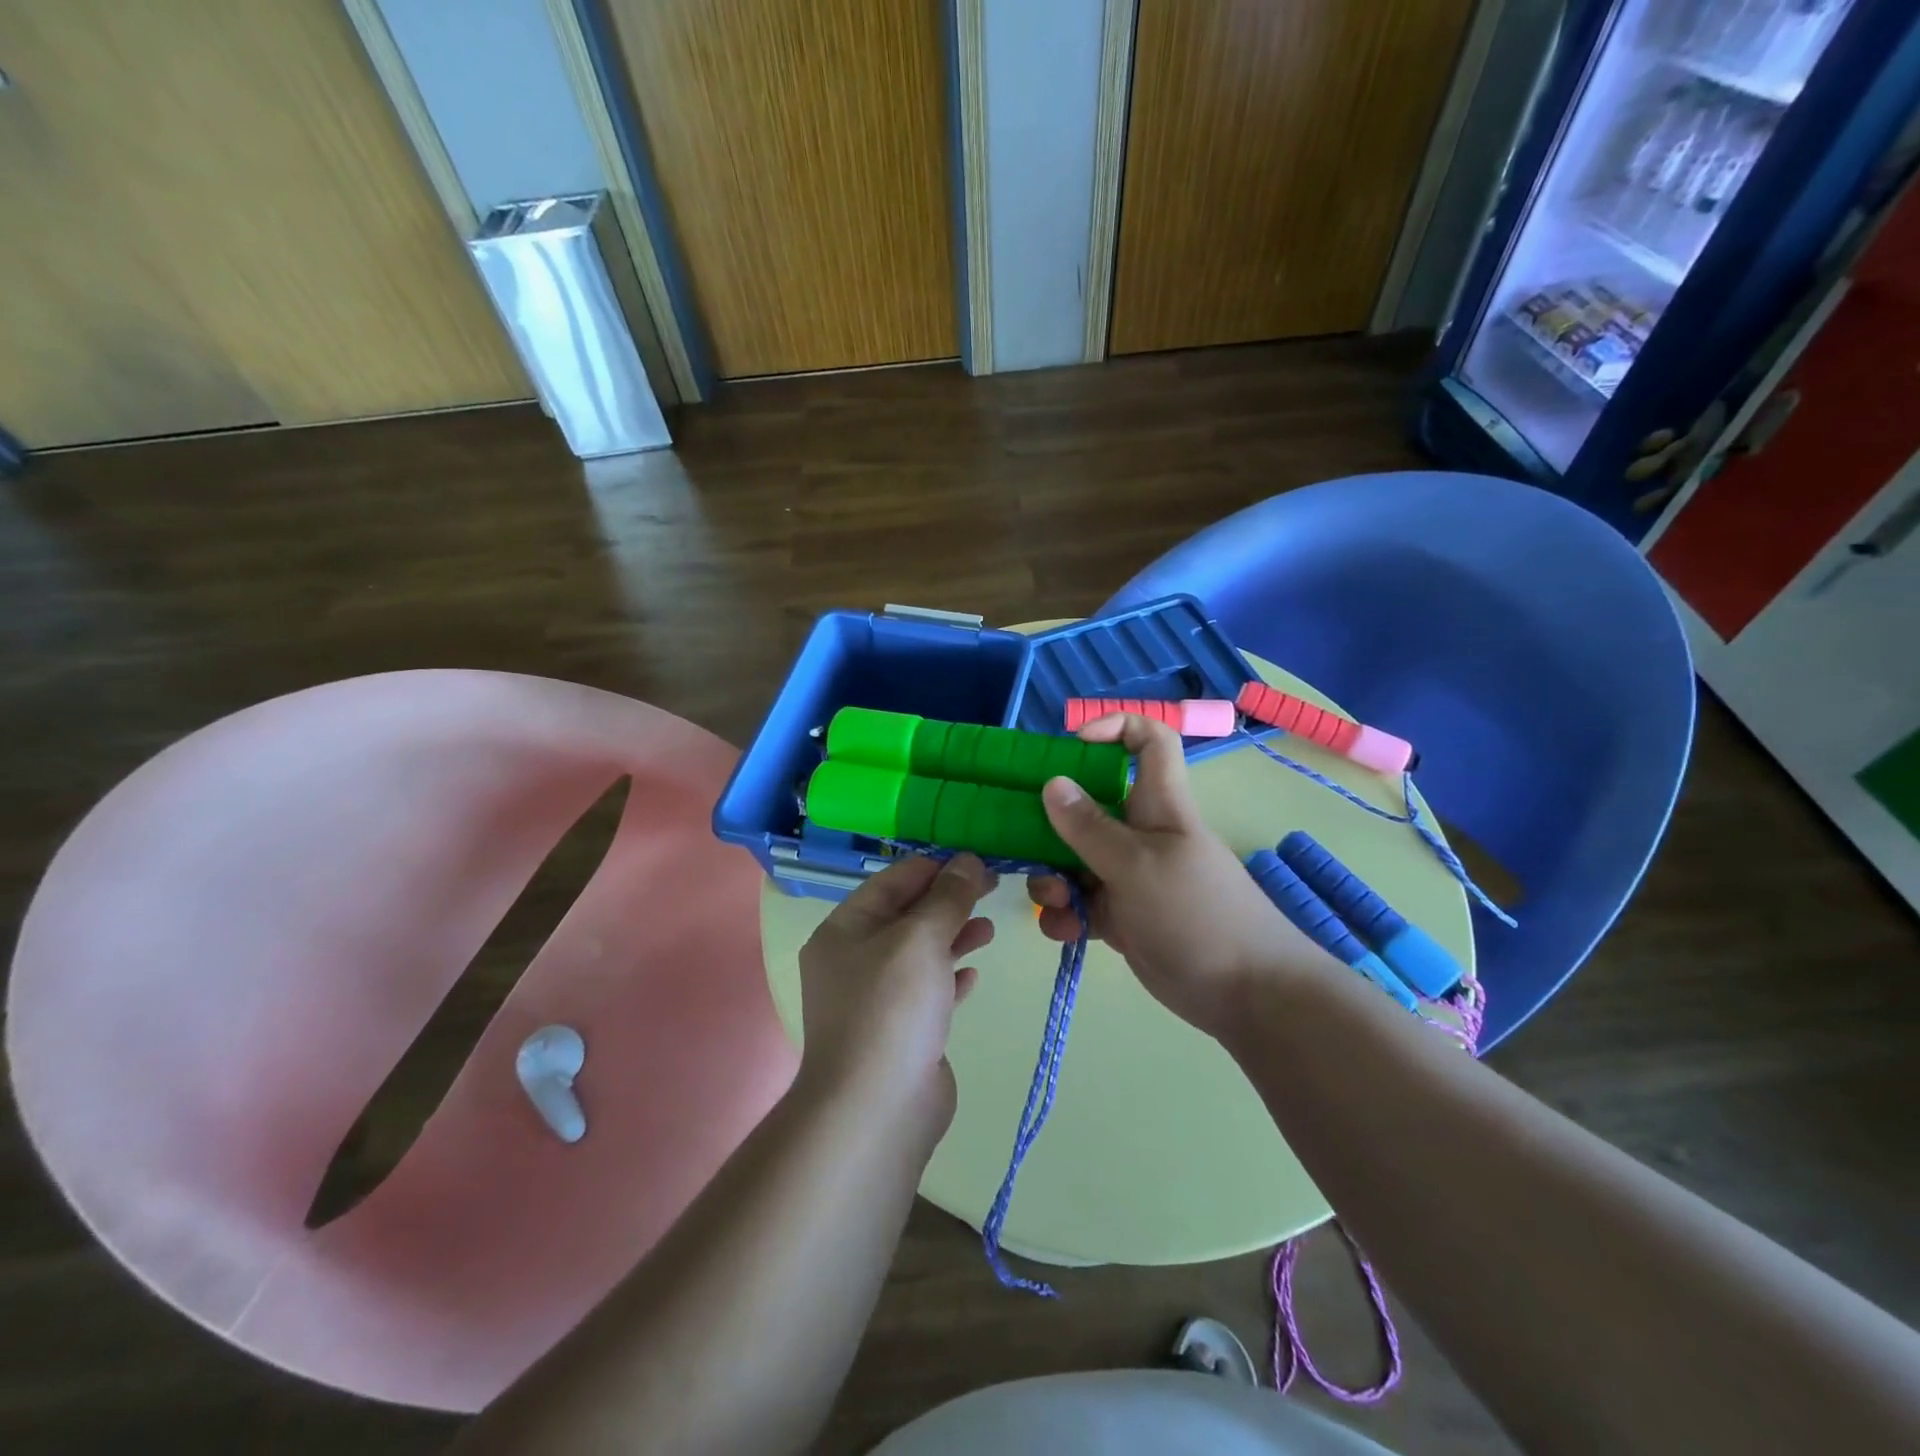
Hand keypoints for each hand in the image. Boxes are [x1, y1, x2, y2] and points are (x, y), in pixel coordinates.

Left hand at [797, 853, 994, 1128]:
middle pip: (907, 915)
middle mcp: (854, 960)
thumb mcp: (920, 938)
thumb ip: (948, 897)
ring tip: (989, 929)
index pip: (892, 881)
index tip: (977, 861)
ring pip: (920, 953)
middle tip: (993, 888)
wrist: (877, 1108)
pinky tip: (974, 974)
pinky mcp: (900, 1031)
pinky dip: (950, 977)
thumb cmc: (892, 1008)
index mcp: (844, 930)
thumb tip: (968, 861)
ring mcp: (876, 998)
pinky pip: (928, 991)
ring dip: (954, 936)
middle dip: (949, 900)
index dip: (935, 867)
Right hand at [1027, 714, 1340, 1037]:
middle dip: (1052, 823)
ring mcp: (1128, 876)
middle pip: (1089, 805)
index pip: (1148, 742)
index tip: (1072, 744)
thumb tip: (1052, 783)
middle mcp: (1139, 833)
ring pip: (1075, 859)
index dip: (1115, 728)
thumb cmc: (1197, 913)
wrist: (1245, 994)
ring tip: (1054, 901)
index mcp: (1157, 804)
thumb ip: (1090, 828)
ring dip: (1053, 877)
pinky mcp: (1121, 916)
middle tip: (1025, 840)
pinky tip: (1063, 931)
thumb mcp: (1137, 865)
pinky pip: (1080, 903)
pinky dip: (1065, 914)